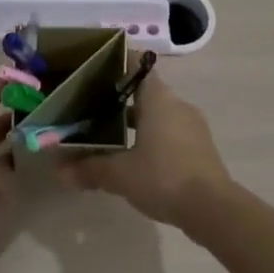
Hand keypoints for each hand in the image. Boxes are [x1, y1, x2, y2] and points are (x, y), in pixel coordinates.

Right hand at [57, 76, 230, 233]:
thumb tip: (60, 171)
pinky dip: (150, 137)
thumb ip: (89, 168)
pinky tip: (134, 156)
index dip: (115, 63)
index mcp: (158, 99)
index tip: (93, 68)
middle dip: (118, 99)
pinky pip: (170, 132)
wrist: (214, 209)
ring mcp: (192, 126)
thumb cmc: (163, 177)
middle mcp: (177, 105)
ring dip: (135, 121)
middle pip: (144, 92)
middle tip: (90, 107)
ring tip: (107, 134)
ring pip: (158, 114)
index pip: (136, 65)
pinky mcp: (200, 148)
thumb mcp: (119, 174)